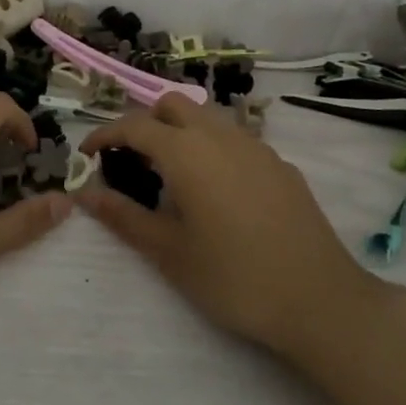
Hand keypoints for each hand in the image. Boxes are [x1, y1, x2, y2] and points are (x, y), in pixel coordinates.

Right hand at [79, 94, 382, 362]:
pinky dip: (213, 149)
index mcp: (187, 152)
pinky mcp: (281, 164)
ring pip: (208, 118)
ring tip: (174, 178)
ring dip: (182, 132)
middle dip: (146, 122)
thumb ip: (124, 217)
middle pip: (173, 105)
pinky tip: (219, 193)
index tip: (88, 154)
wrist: (319, 299)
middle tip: (133, 162)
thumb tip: (86, 193)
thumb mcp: (170, 253)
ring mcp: (256, 146)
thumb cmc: (234, 278)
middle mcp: (220, 136)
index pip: (135, 125)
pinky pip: (236, 140)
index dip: (105, 134)